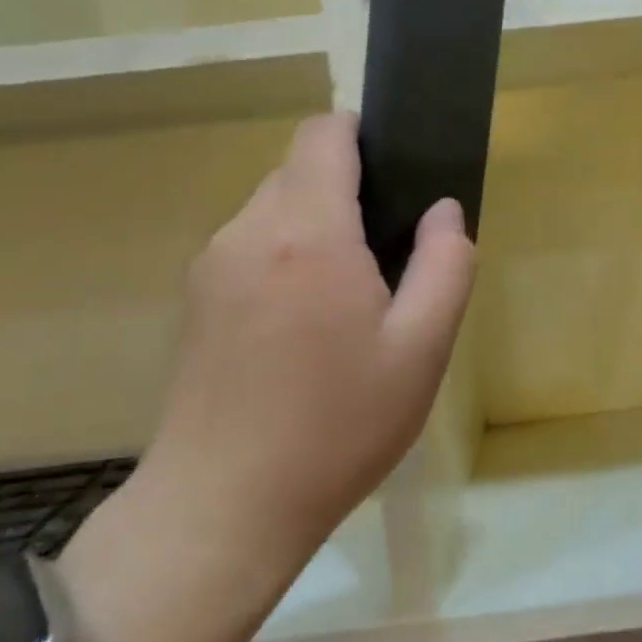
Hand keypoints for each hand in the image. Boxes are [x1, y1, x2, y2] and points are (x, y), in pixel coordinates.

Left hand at [147, 111, 474, 550]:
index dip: (362, 135)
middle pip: (299, 169)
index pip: (323, 134)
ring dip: (316, 225)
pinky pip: (250, 246)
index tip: (397, 174)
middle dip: (347, 190)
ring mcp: (212, 265)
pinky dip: (285, 256)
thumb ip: (445, 265)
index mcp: (308, 233)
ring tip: (349, 298)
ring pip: (273, 208)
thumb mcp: (421, 350)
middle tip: (388, 255)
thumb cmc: (337, 426)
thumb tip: (444, 210)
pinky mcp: (195, 300)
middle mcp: (249, 231)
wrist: (223, 508)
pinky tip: (305, 326)